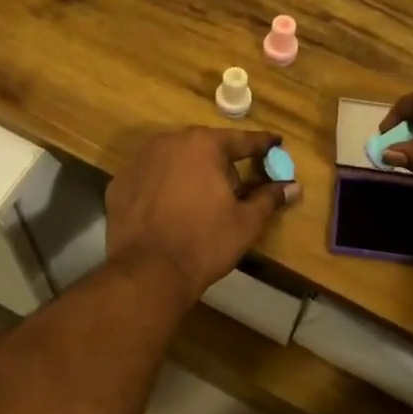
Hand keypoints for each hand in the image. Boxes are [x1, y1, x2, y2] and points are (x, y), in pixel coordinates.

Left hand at [107, 128, 299, 299]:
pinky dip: (163, 188)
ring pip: (174, 160)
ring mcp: (138, 161)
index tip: (276, 143)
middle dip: (222, 164)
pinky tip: (170, 211)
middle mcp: (168, 142)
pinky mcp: (119, 184)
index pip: (240, 141)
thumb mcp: (246, 222)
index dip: (262, 145)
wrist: (149, 272)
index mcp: (203, 145)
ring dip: (190, 173)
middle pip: (204, 148)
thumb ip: (269, 198)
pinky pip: (150, 178)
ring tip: (200, 202)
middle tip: (235, 189)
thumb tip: (293, 187)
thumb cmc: (205, 243)